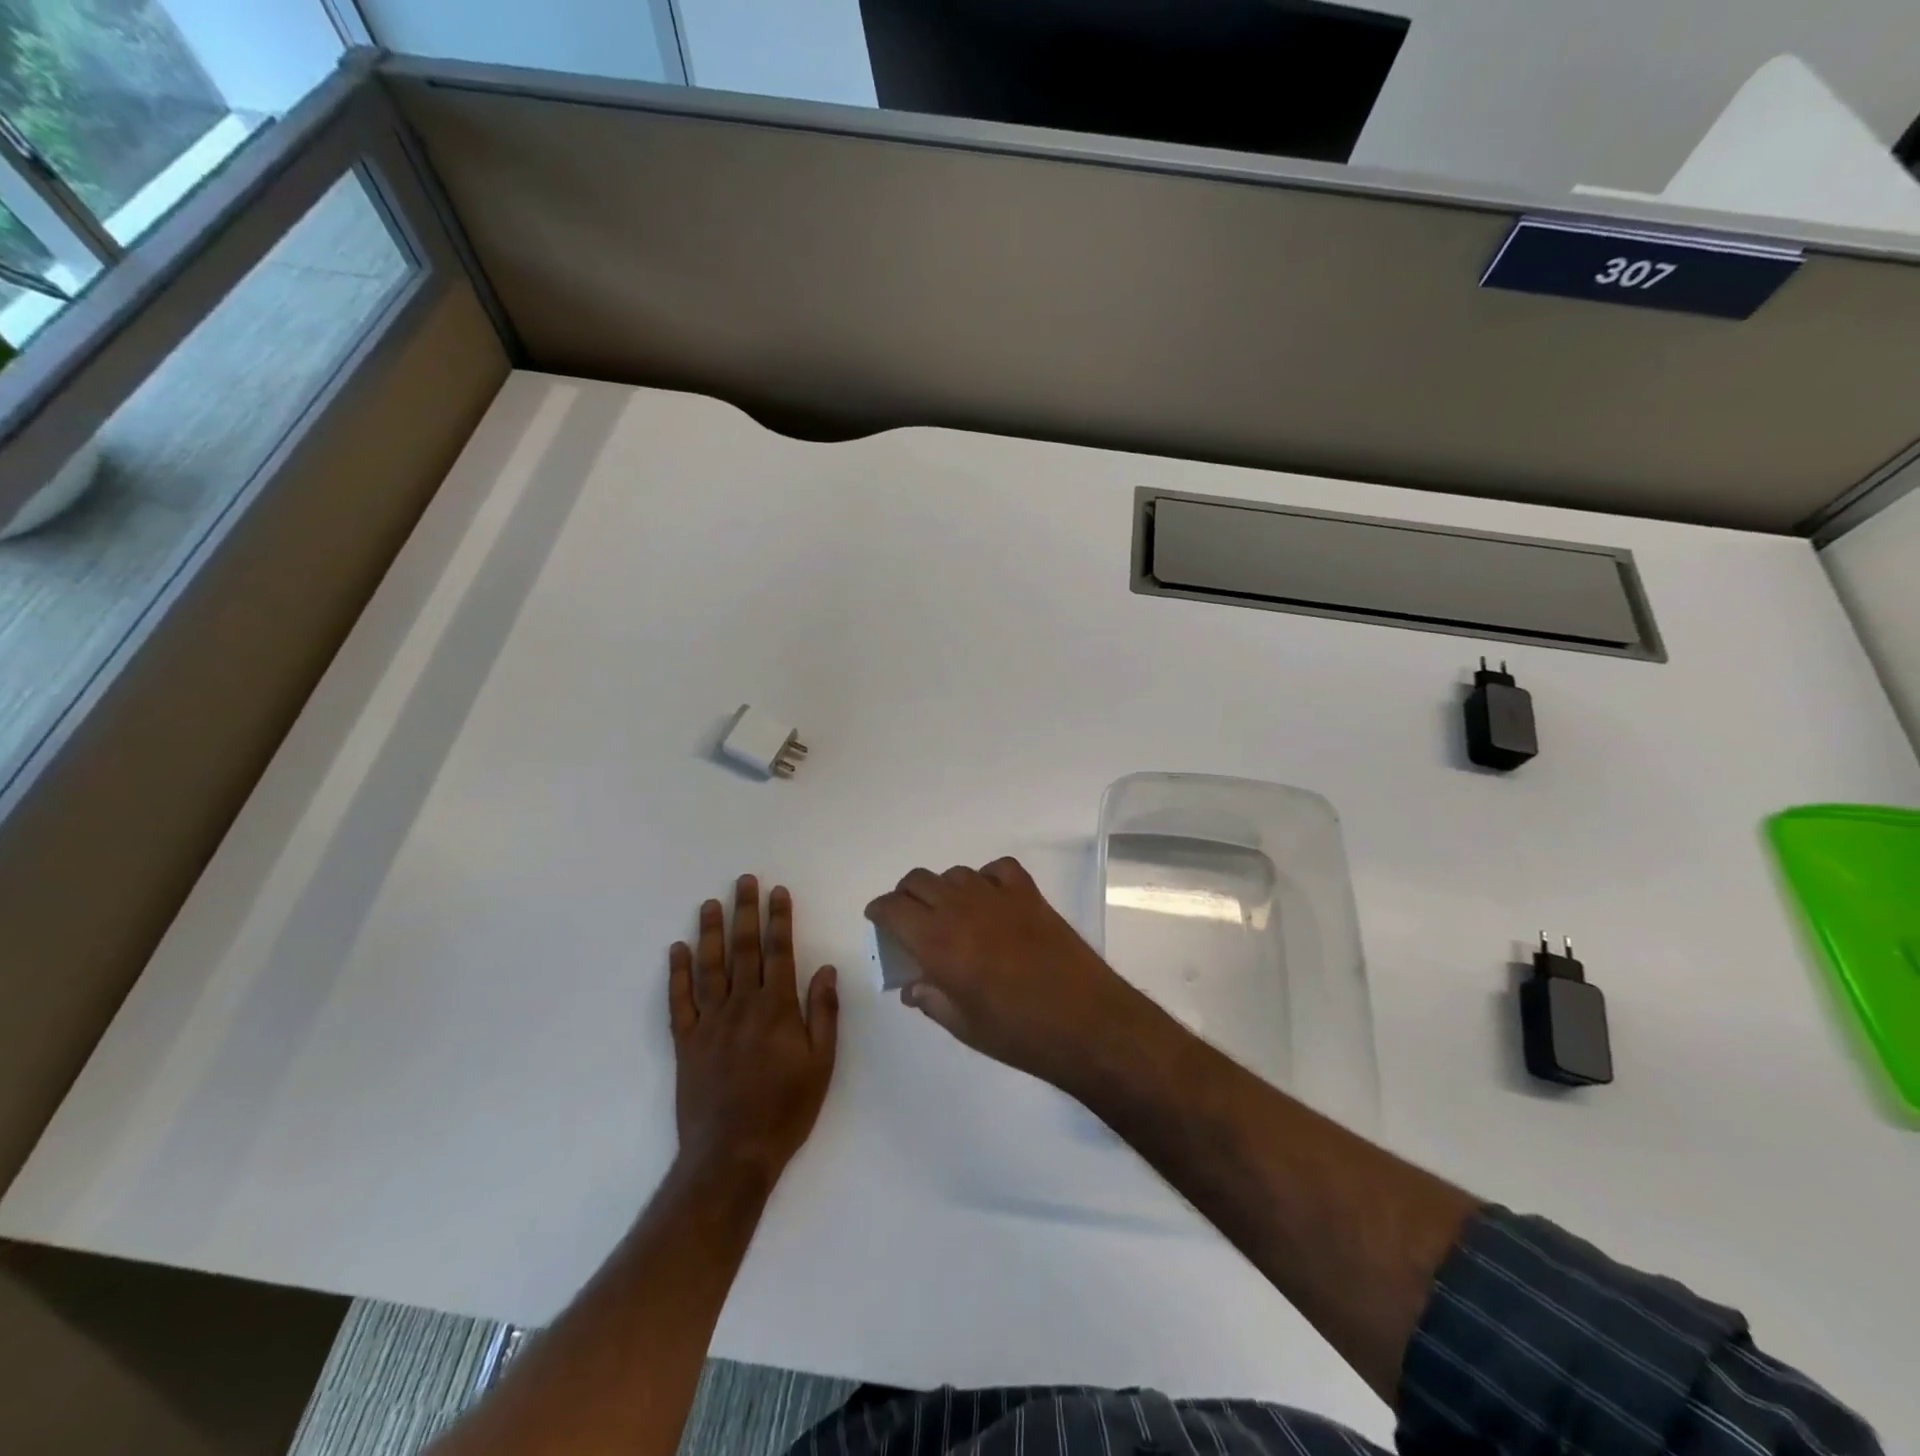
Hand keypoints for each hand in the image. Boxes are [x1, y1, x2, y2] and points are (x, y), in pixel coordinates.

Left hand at [669, 876, 838, 1180]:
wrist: (732, 1154)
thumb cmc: (786, 1109)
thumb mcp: (822, 1063)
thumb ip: (823, 1012)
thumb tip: (825, 968)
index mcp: (777, 1008)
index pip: (779, 951)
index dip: (779, 919)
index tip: (778, 892)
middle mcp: (742, 1006)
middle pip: (743, 949)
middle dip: (746, 912)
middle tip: (744, 880)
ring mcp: (709, 1023)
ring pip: (709, 967)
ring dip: (710, 932)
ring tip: (711, 903)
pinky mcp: (686, 1043)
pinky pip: (679, 1001)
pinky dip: (677, 973)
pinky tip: (677, 950)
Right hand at [864, 857, 1143, 1088]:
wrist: (1085, 1021)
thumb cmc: (1018, 1033)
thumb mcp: (963, 1025)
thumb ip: (930, 999)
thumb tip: (912, 986)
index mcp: (937, 941)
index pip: (893, 907)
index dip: (880, 911)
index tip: (879, 921)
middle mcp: (961, 908)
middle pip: (918, 881)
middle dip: (906, 896)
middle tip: (910, 920)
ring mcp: (997, 896)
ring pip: (955, 874)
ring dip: (944, 890)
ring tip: (952, 915)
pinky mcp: (1029, 894)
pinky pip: (997, 869)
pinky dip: (986, 878)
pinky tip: (991, 900)